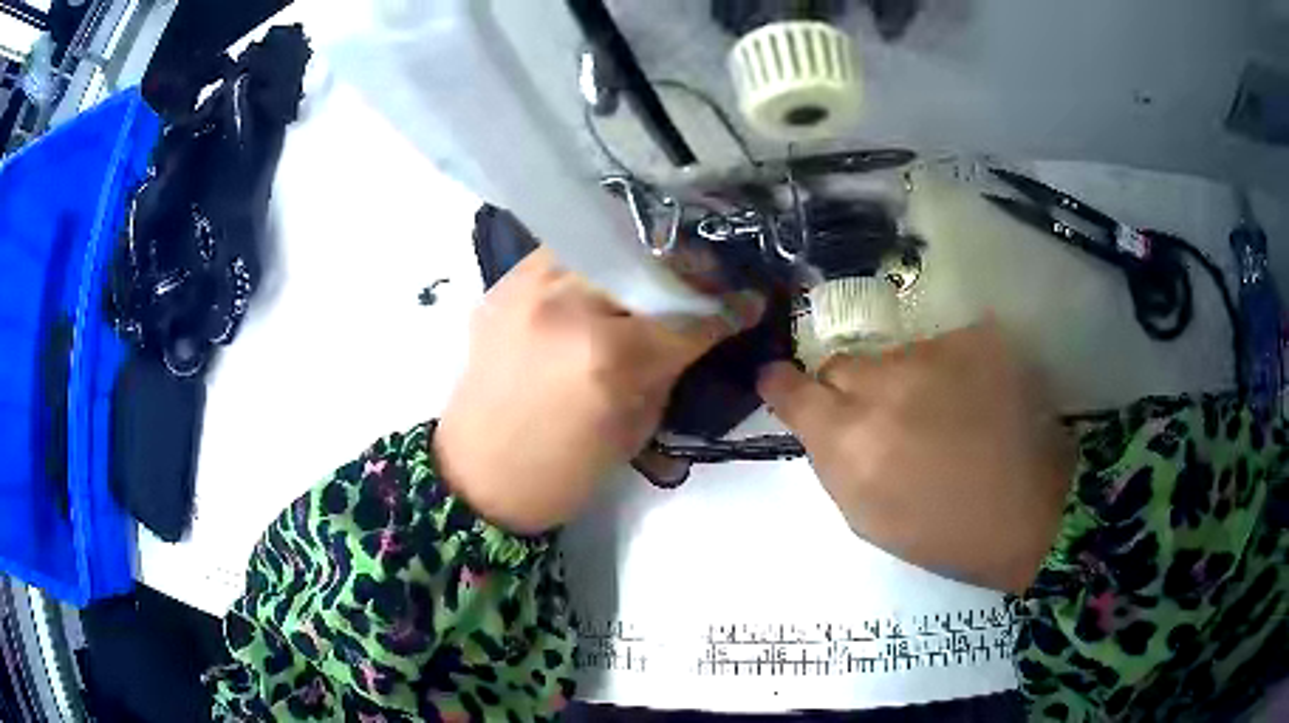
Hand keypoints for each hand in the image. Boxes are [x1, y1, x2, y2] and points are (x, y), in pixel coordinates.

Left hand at [436, 247, 761, 533]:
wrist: (477, 475)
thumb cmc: (562, 472)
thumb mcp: (636, 428)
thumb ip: (668, 367)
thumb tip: (699, 330)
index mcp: (610, 358)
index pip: (689, 316)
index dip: (729, 308)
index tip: (751, 301)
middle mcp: (570, 307)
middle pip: (651, 264)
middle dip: (689, 273)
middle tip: (704, 285)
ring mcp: (530, 287)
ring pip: (606, 246)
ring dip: (641, 260)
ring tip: (655, 278)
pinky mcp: (504, 284)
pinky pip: (563, 255)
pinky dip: (594, 264)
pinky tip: (604, 282)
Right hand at [757, 322, 1074, 592]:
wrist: (1032, 512)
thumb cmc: (946, 533)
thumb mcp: (869, 518)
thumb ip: (834, 462)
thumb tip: (818, 424)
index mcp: (851, 441)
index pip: (793, 389)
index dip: (781, 385)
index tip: (779, 382)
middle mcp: (885, 385)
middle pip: (842, 365)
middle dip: (848, 389)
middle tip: (881, 419)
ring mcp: (934, 355)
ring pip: (894, 357)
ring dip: (903, 382)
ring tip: (940, 417)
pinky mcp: (974, 339)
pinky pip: (939, 349)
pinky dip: (944, 373)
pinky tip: (972, 403)